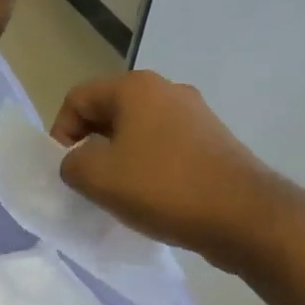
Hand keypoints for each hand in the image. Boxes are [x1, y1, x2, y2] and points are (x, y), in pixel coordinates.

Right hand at [53, 71, 287, 270]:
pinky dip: (148, 167)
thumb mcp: (97, 177)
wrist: (245, 216)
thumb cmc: (163, 188)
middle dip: (90, 146)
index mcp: (135, 88)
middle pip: (108, 112)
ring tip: (119, 194)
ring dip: (119, 159)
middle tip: (88, 183)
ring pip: (137, 131)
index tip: (66, 170)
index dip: (60, 133)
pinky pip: (164, 147)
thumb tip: (79, 160)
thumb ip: (71, 162)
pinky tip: (151, 197)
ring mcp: (195, 115)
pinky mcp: (213, 141)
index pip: (77, 99)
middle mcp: (167, 90)